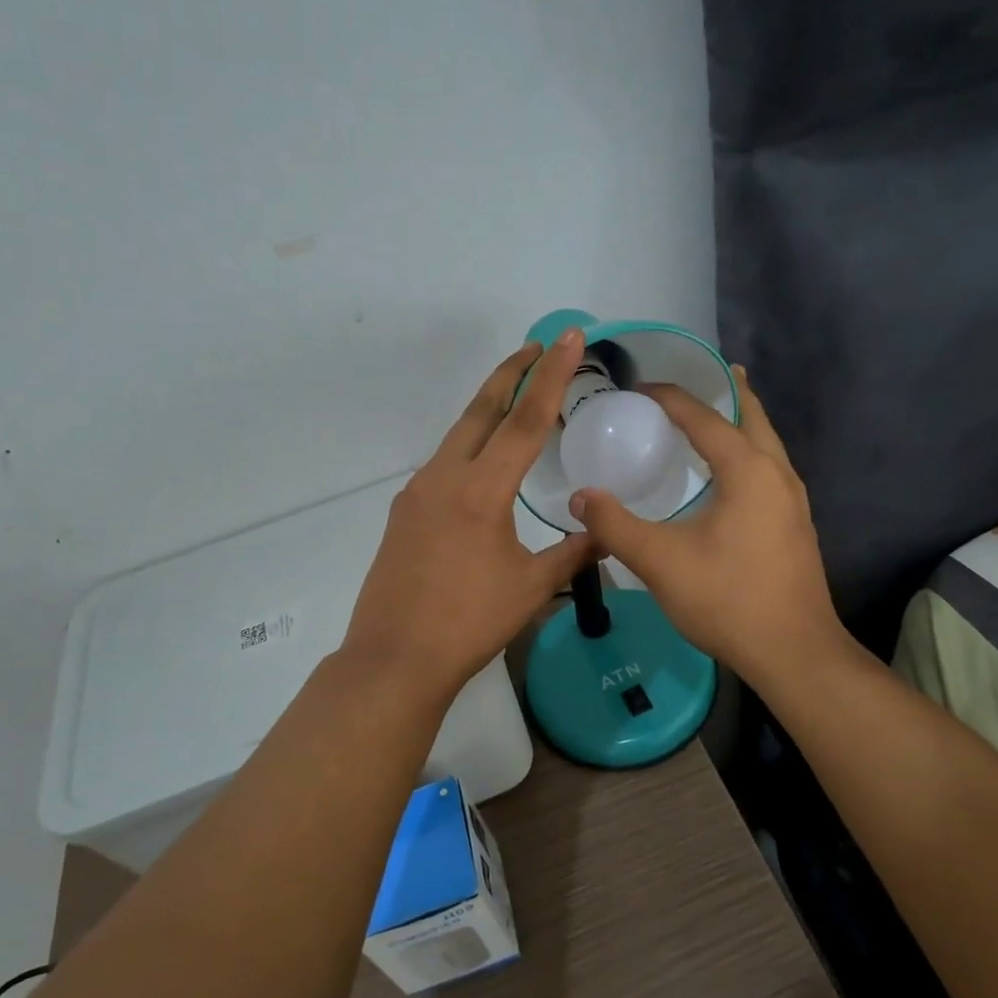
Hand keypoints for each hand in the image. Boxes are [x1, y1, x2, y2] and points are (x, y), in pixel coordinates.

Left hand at [340, 331, 597, 704]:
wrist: (394, 658)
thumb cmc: (469, 623)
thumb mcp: (531, 588)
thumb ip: (571, 553)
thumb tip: (603, 534)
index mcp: (480, 490)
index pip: (525, 420)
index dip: (550, 377)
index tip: (565, 339)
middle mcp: (444, 477)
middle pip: (482, 410)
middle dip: (511, 374)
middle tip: (537, 347)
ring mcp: (417, 492)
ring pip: (459, 435)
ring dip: (489, 409)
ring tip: (517, 397)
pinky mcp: (404, 511)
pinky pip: (444, 463)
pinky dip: (470, 446)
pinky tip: (484, 463)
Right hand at [569, 367, 844, 692]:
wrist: (794, 653)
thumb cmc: (728, 599)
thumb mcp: (660, 561)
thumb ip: (614, 526)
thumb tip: (580, 497)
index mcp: (747, 470)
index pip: (703, 417)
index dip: (669, 397)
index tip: (638, 388)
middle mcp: (777, 474)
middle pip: (751, 416)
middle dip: (726, 391)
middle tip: (699, 375)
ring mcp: (792, 500)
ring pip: (766, 443)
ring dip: (741, 421)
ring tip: (715, 413)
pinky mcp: (795, 525)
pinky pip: (769, 468)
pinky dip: (748, 451)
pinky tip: (729, 474)